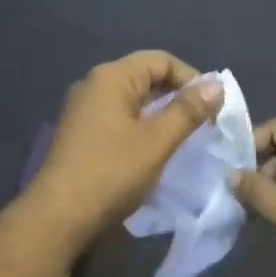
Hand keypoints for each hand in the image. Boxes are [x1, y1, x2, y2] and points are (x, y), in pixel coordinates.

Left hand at [25, 51, 223, 243]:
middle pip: (145, 77)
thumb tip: (216, 85)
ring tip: (185, 139)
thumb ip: (188, 111)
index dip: (192, 78)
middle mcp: (94, 85)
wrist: (59, 216)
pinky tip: (155, 151)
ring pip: (133, 101)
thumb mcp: (157, 141)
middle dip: (177, 97)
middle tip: (205, 125)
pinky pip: (119, 118)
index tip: (214, 107)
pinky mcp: (81, 133)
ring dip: (160, 115)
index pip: (161, 60)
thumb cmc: (111, 172)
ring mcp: (84, 109)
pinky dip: (141, 127)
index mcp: (111, 77)